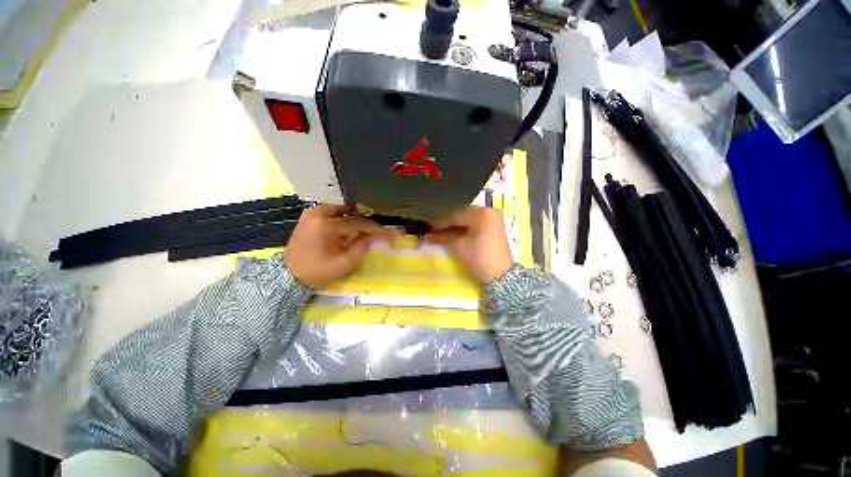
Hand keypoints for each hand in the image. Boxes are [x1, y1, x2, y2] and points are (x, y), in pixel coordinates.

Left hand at [284, 205, 392, 288]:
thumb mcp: (344, 264)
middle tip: (379, 229)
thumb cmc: (317, 271)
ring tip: (366, 228)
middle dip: (367, 221)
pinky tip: (351, 226)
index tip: (390, 232)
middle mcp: (319, 213)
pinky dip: (344, 217)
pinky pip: (333, 212)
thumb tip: (372, 236)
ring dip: (356, 218)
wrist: (288, 275)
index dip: (376, 228)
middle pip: (352, 213)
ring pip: (343, 210)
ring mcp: (313, 213)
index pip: (359, 223)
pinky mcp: (309, 216)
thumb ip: (361, 247)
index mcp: (327, 225)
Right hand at [425, 207, 512, 283]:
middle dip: (448, 224)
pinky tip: (455, 234)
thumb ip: (443, 237)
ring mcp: (494, 218)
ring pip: (469, 220)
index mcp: (482, 213)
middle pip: (462, 216)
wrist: (501, 275)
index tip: (428, 227)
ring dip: (456, 226)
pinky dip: (466, 229)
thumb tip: (428, 235)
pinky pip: (477, 224)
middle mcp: (490, 211)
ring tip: (442, 233)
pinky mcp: (496, 227)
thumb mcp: (458, 246)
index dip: (440, 223)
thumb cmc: (479, 258)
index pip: (456, 216)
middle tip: (434, 231)